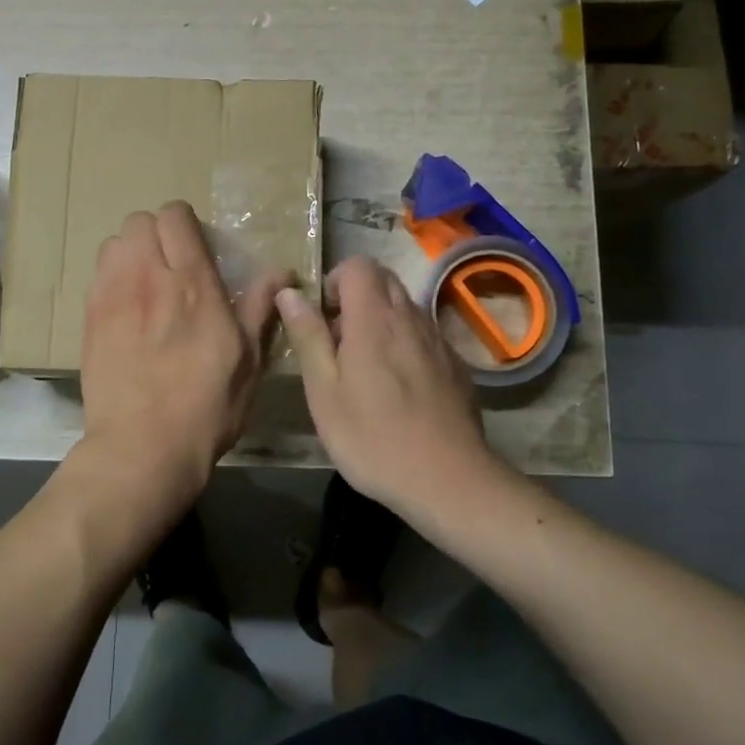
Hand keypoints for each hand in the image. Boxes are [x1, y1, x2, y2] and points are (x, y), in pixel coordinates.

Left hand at [80, 203, 290, 505]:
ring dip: (132, 252)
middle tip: (172, 264)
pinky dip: (113, 276)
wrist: (142, 447)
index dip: (186, 223)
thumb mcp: (247, 360)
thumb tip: (282, 271)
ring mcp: (112, 296)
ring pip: (114, 242)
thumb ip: (258, 307)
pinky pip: (98, 273)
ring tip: (146, 282)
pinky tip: (126, 307)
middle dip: (157, 233)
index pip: (175, 216)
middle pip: (139, 220)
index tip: (198, 248)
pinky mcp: (89, 318)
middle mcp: (148, 278)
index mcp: (192, 284)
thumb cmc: (206, 406)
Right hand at [274, 256, 494, 519]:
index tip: (323, 319)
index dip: (334, 281)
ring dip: (380, 321)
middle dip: (356, 297)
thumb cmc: (372, 437)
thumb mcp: (324, 391)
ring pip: (405, 307)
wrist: (448, 480)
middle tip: (339, 342)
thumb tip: (289, 292)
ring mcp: (438, 340)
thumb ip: (308, 336)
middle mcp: (411, 317)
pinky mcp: (455, 365)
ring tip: (365, 369)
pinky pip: (424, 335)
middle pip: (384, 280)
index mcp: (374, 318)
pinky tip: (399, 389)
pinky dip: (405, 344)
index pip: (358, 264)